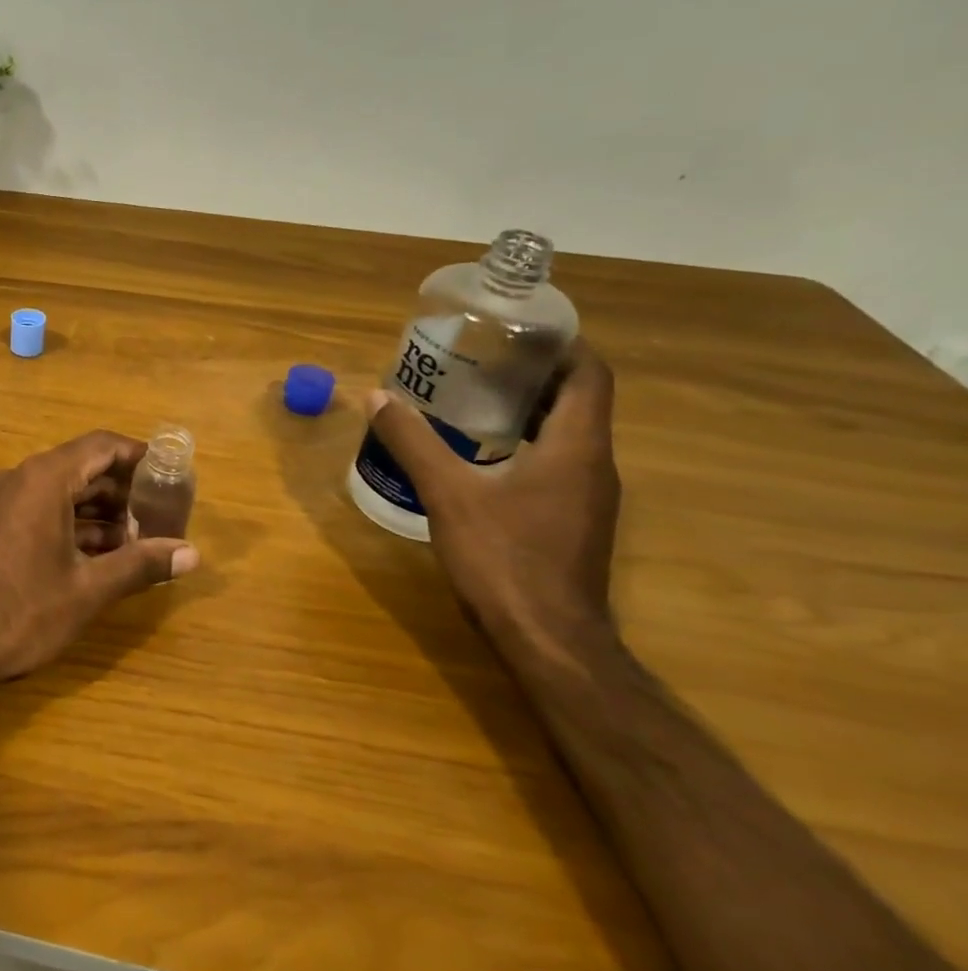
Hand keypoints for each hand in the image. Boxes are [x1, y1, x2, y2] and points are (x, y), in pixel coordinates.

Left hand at [0, 430, 200, 687]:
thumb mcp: (88, 590)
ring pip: (61, 492)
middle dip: (124, 491)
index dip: (140, 457)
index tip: (171, 475)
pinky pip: (41, 511)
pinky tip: (98, 557)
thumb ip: (141, 565)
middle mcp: (21, 479)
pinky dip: (72, 526)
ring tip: (138, 544)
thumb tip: (191, 553)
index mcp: (44, 478)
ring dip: (100, 513)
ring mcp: (1, 502)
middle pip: (83, 467)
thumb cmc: (20, 612)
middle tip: (161, 517)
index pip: (102, 446)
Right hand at [363, 342, 620, 664]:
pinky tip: (478, 454)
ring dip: (527, 410)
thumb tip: (377, 397)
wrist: (548, 641)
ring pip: (566, 434)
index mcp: (577, 448)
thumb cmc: (504, 559)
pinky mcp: (573, 522)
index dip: (563, 345)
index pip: (590, 376)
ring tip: (470, 397)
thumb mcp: (449, 494)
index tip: (519, 329)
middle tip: (479, 358)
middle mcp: (594, 466)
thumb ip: (413, 442)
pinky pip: (555, 463)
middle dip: (534, 374)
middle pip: (577, 401)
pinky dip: (524, 444)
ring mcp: (587, 498)